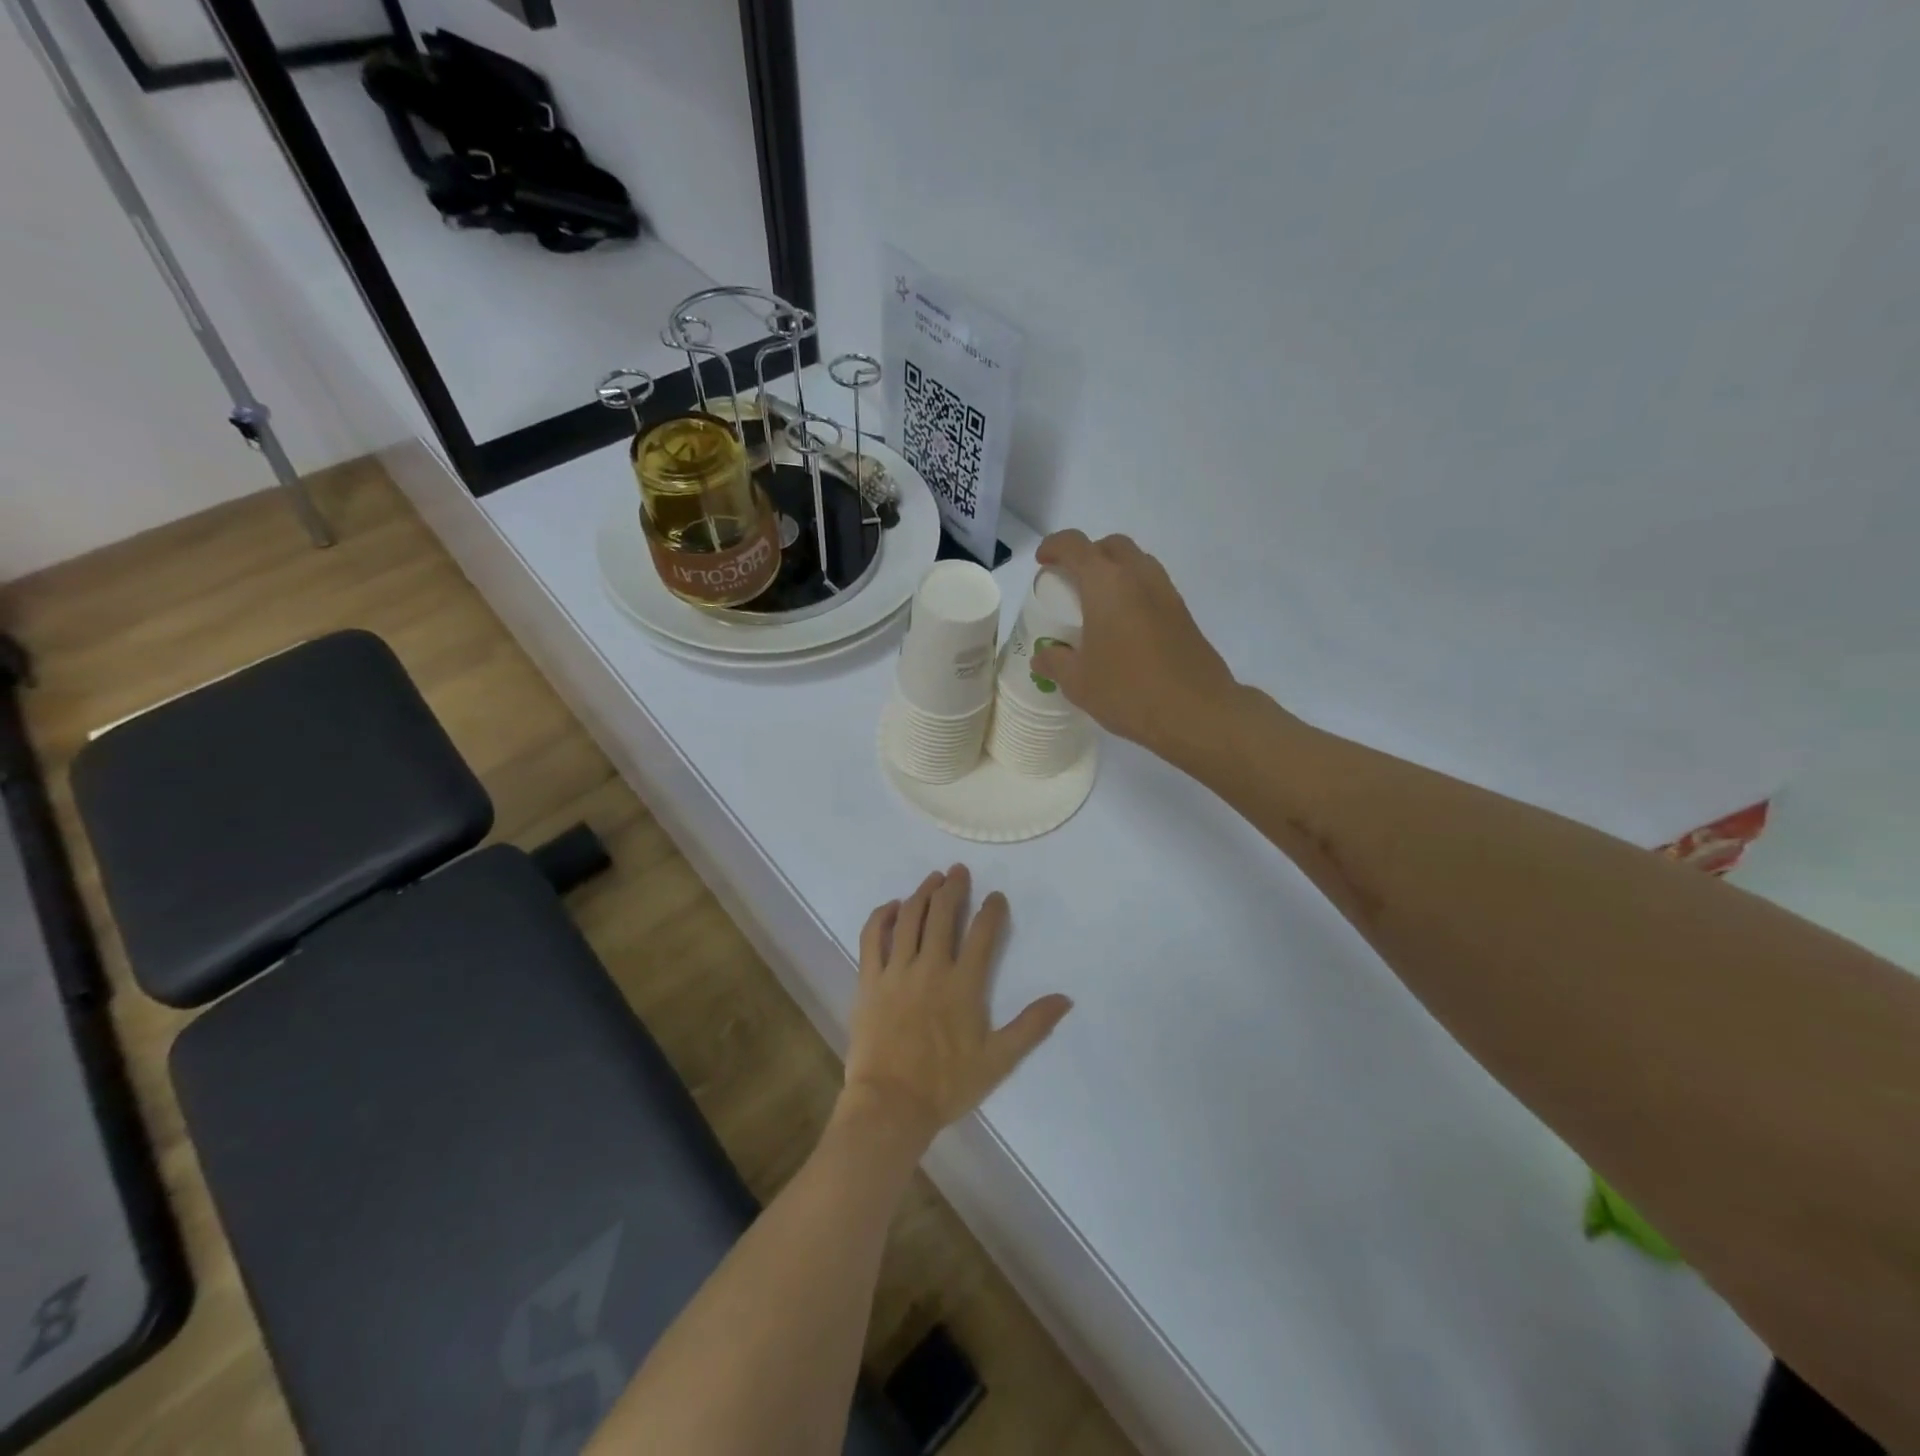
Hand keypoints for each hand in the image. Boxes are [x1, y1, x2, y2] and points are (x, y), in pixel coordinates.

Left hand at [841, 867, 1071, 1149]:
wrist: (891, 1105)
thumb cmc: (947, 1084)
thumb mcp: (998, 1059)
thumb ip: (1032, 1026)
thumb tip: (1065, 998)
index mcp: (964, 984)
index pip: (982, 933)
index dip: (991, 910)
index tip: (996, 897)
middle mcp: (930, 967)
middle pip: (942, 914)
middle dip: (954, 888)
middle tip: (959, 870)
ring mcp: (896, 971)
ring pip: (910, 918)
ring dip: (922, 893)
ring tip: (933, 879)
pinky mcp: (869, 980)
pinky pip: (872, 937)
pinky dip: (882, 916)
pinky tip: (892, 906)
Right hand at [1032, 530, 1239, 761]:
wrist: (1197, 712)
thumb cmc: (1129, 692)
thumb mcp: (1079, 682)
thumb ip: (1056, 663)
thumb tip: (1042, 656)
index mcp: (1106, 585)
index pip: (1075, 545)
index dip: (1054, 547)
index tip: (1043, 563)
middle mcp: (1138, 577)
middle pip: (1111, 546)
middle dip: (1088, 554)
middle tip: (1072, 582)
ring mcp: (1166, 593)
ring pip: (1137, 563)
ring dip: (1115, 571)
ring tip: (1098, 604)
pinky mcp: (1183, 614)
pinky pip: (1152, 587)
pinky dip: (1134, 592)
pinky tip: (1124, 627)